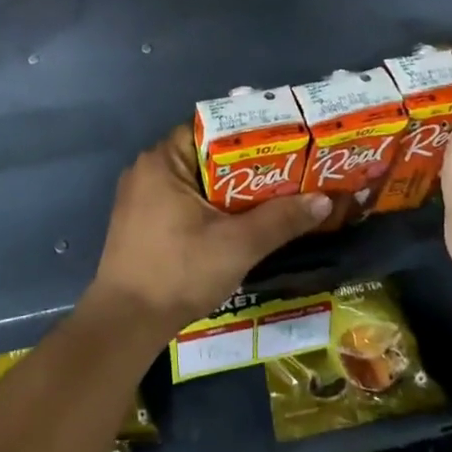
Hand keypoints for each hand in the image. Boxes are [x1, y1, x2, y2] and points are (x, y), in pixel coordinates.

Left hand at [86, 127, 331, 341]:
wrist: (127, 323)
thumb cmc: (179, 272)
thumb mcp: (238, 244)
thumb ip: (281, 219)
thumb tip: (324, 200)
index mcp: (162, 161)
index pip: (211, 129)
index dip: (250, 133)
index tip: (286, 139)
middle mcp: (148, 170)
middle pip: (206, 155)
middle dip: (248, 164)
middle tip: (291, 168)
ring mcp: (141, 198)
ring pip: (197, 182)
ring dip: (232, 189)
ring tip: (277, 193)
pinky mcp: (143, 223)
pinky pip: (185, 202)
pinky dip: (212, 207)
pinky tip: (242, 221)